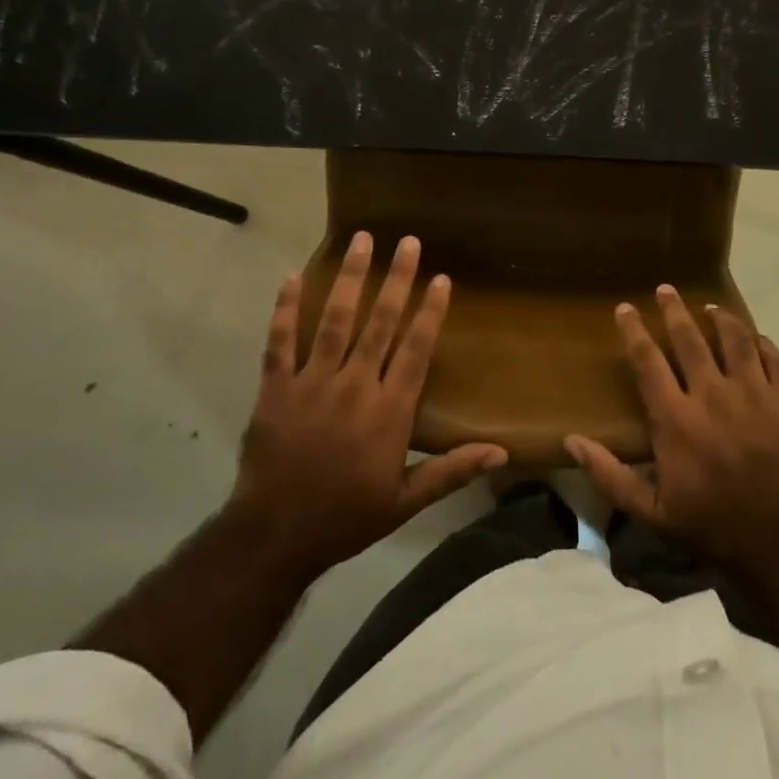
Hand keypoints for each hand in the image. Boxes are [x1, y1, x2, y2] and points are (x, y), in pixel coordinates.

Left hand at [228, 232, 506, 579]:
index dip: (430, 311)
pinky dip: (285, 309)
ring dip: (350, 278)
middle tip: (407, 241)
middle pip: (380, 322)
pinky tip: (292, 276)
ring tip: (362, 241)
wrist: (275, 537)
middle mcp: (355, 386)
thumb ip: (452, 471)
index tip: (440, 277)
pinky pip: (280, 341)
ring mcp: (313, 383)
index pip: (416, 349)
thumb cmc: (345, 517)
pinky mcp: (276, 388)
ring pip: (335, 320)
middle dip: (397, 279)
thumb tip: (502, 453)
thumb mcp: (405, 502)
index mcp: (389, 411)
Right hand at [565, 285, 778, 580]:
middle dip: (674, 310)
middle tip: (666, 290)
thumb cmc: (711, 524)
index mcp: (676, 419)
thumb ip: (610, 475)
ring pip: (735, 339)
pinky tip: (753, 338)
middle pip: (690, 339)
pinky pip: (773, 358)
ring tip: (710, 308)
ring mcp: (754, 395)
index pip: (648, 360)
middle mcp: (712, 396)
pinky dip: (760, 342)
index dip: (634, 331)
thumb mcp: (652, 512)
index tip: (625, 308)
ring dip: (720, 318)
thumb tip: (570, 441)